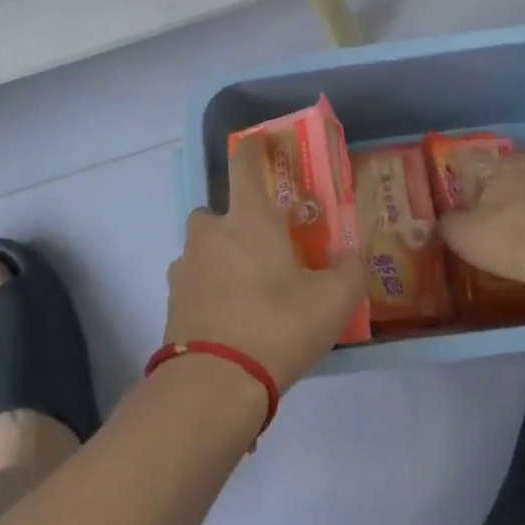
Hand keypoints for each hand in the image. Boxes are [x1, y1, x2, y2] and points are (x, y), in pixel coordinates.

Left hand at [165, 138, 366, 391]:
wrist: (214, 383)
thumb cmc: (278, 325)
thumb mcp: (332, 301)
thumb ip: (348, 272)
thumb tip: (352, 257)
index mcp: (248, 219)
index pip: (244, 165)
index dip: (252, 149)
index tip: (258, 141)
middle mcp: (210, 233)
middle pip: (216, 212)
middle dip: (235, 222)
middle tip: (262, 248)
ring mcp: (184, 267)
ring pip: (203, 250)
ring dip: (220, 259)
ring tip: (248, 291)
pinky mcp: (172, 302)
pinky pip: (194, 283)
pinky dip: (209, 291)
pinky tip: (230, 319)